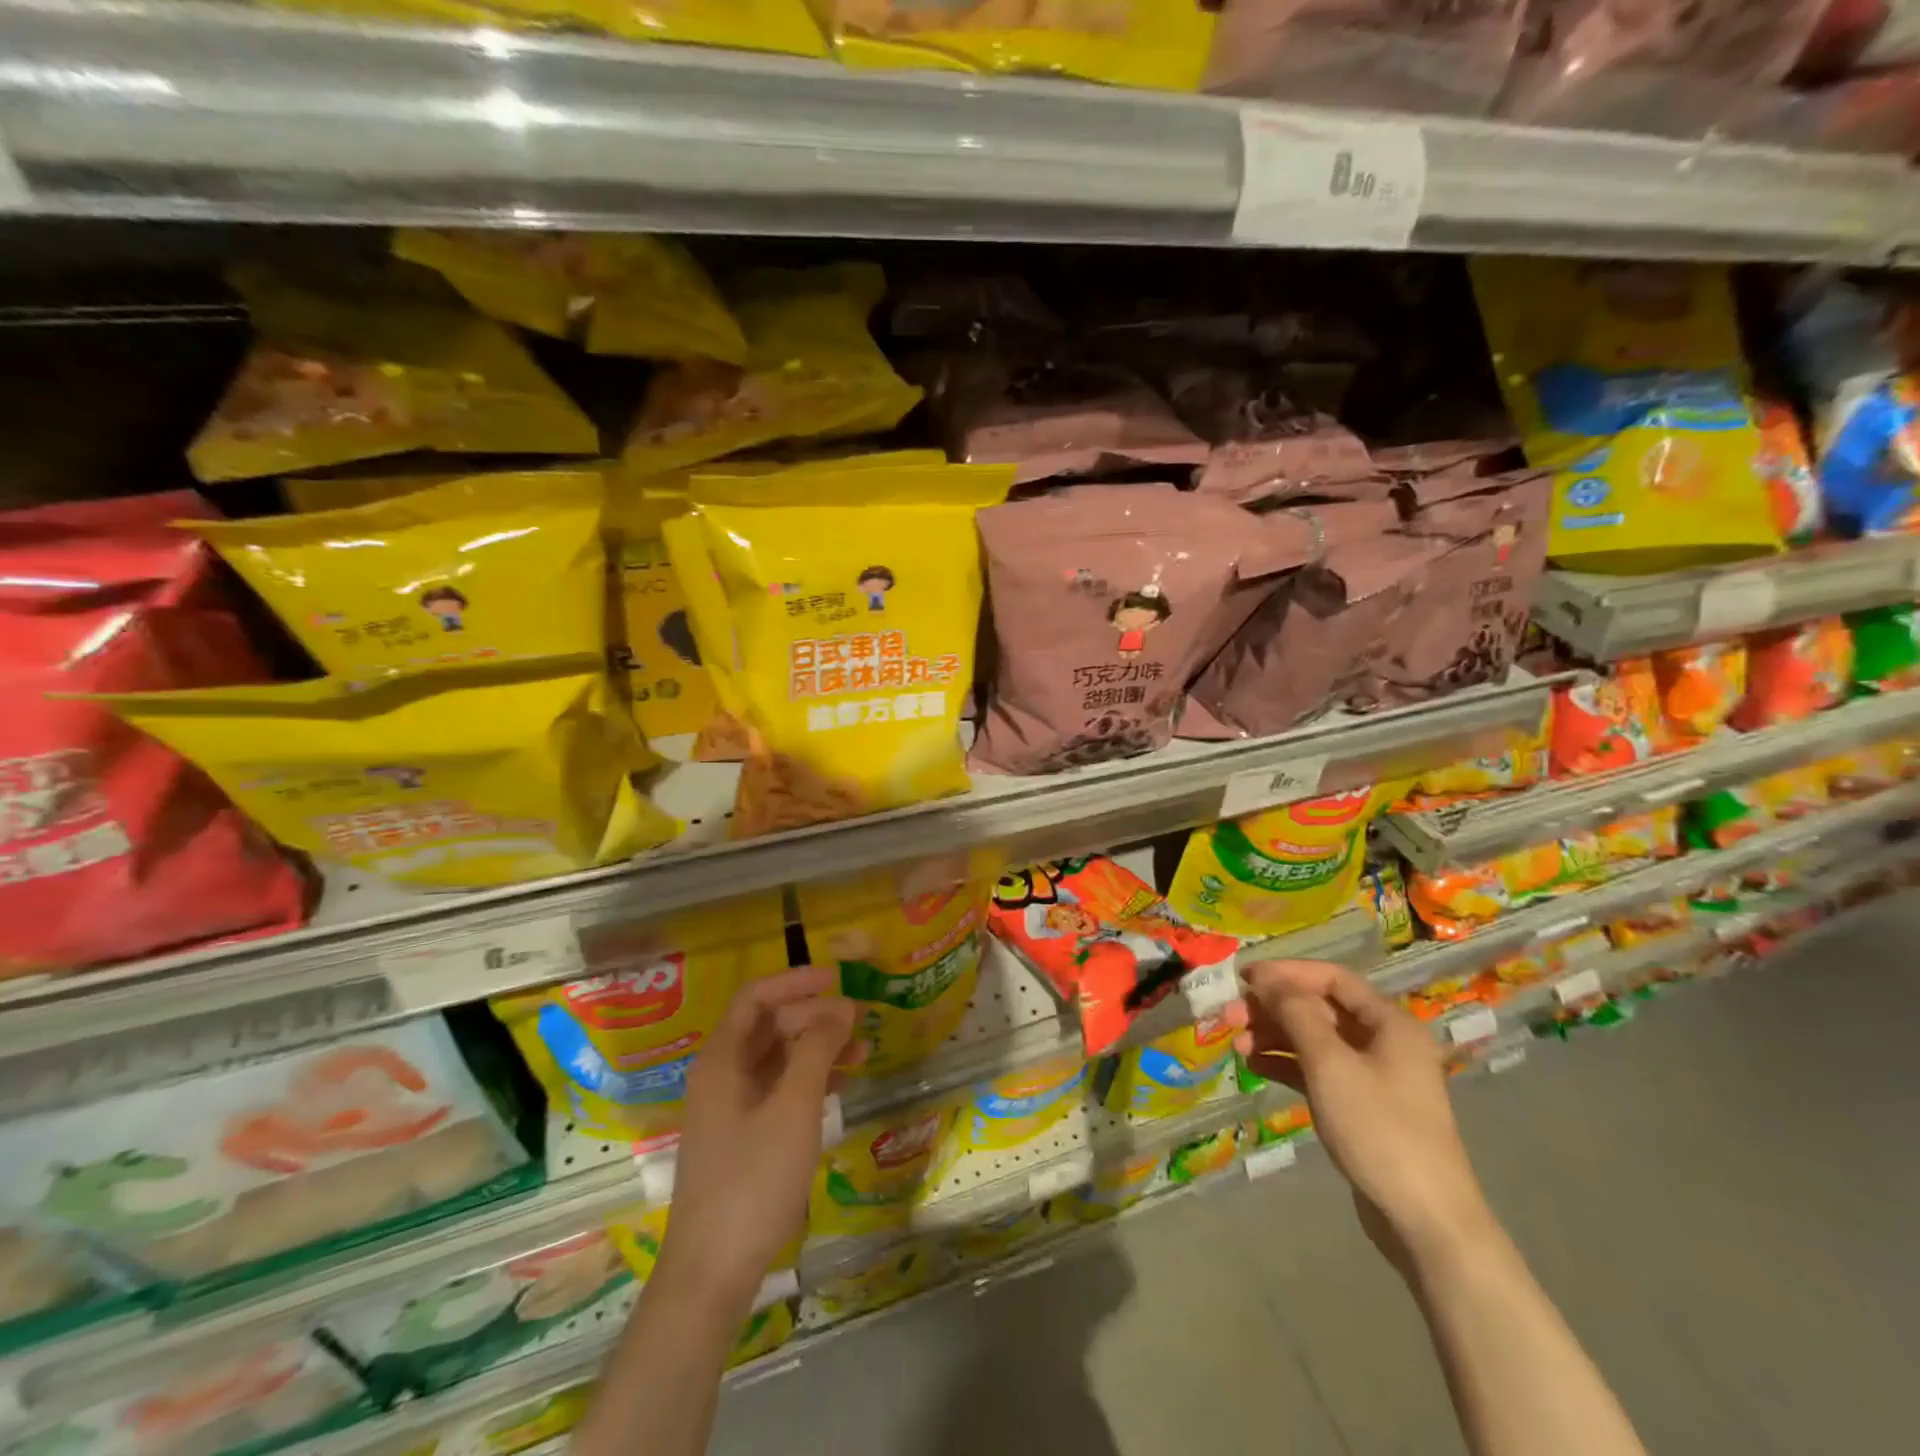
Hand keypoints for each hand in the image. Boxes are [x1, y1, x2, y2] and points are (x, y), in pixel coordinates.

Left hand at [657, 967, 859, 1310]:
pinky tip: (840, 1087)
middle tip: (858, 1022)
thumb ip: (817, 1050)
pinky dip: (809, 1079)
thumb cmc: (753, 1180)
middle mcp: (721, 1074)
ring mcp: (730, 1107)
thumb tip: (841, 1007)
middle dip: (814, 1016)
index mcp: (722, 1059)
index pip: (756, 997)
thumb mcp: (793, 1108)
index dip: (796, 981)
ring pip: (777, 1057)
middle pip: (769, 1024)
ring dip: (817, 1047)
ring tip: (862, 1052)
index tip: (838, 979)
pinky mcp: (742, 1135)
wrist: (712, 1272)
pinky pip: (778, 1088)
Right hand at [1236, 959, 1494, 1270]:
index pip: (1332, 978)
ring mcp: (1373, 1077)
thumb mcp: (1330, 1064)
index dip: (1286, 973)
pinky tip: (1254, 1066)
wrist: (1426, 1221)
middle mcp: (1384, 1042)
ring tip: (1237, 1044)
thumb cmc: (1379, 1129)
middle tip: (1231, 1015)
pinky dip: (1286, 1064)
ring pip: (1315, 1040)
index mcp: (1389, 1023)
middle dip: (1274, 1008)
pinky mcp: (1361, 1108)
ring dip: (1275, 1036)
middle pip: (1320, 1009)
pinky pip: (1317, 1071)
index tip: (1243, 978)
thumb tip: (1268, 980)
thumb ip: (1296, 1014)